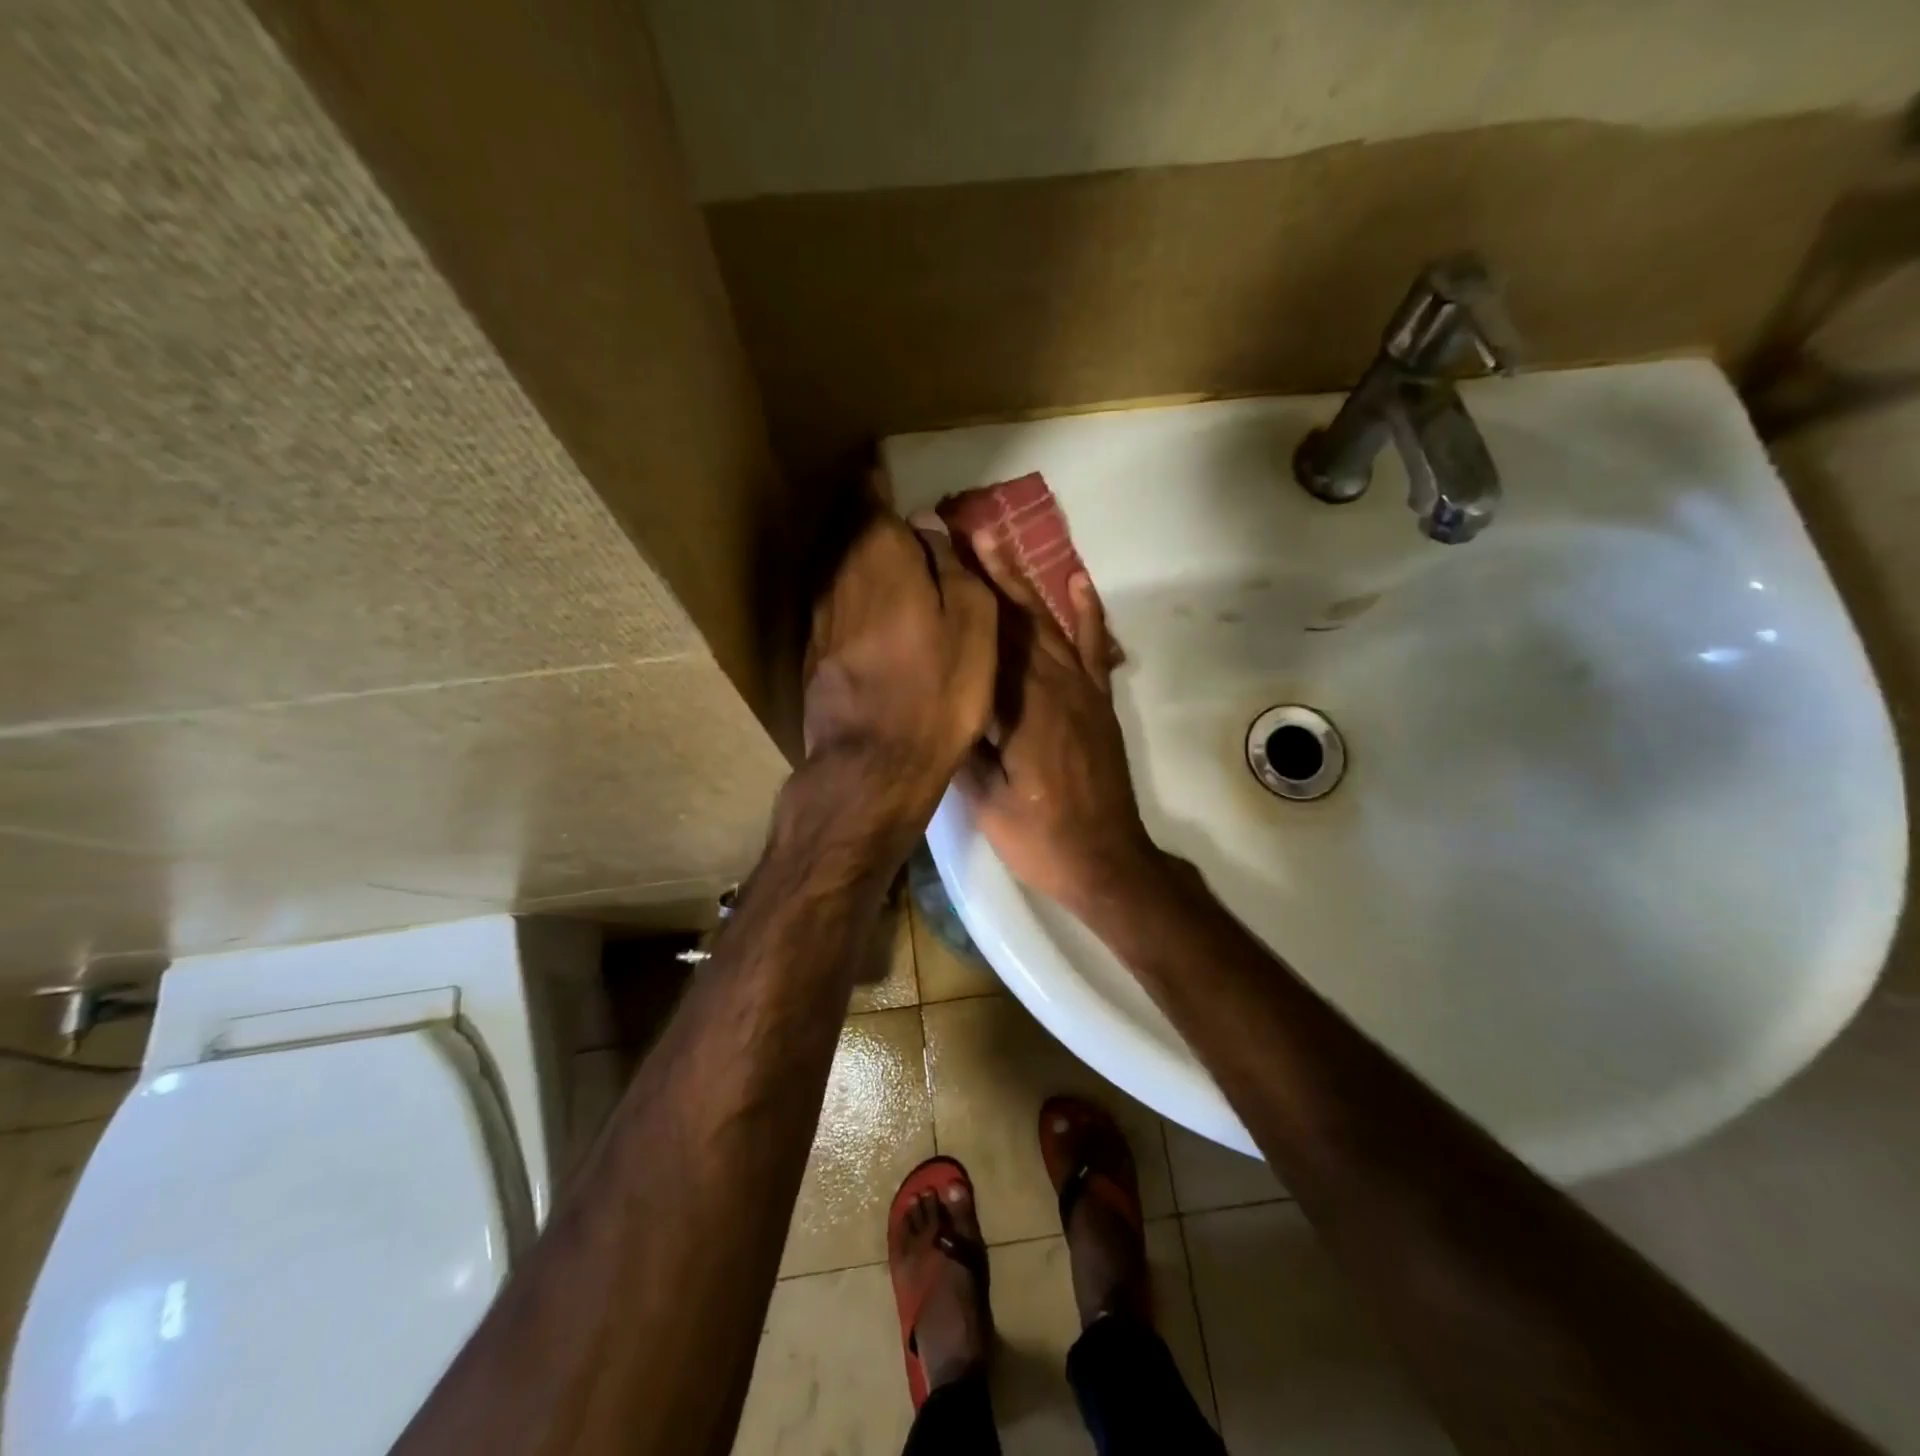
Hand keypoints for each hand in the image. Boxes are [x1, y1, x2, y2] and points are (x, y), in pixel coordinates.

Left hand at [802, 502, 997, 844]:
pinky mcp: (813, 653)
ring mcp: (819, 617)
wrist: (875, 764)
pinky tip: (864, 605)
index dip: (875, 480)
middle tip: (884, 507)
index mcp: (880, 558)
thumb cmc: (938, 690)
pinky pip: (832, 603)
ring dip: (854, 554)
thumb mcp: (973, 625)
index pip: (869, 499)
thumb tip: (928, 531)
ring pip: (836, 568)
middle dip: (864, 516)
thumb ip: (953, 568)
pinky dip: (848, 592)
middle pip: (846, 532)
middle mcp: (838, 577)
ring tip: (877, 552)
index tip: (878, 464)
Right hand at [958, 531, 1162, 914]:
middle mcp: (1052, 686)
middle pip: (1015, 619)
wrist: (1106, 861)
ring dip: (1022, 580)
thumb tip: (938, 699)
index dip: (961, 596)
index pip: (985, 638)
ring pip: (1047, 623)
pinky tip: (1076, 581)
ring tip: (997, 540)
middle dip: (986, 572)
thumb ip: (962, 746)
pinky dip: (1085, 612)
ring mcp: (1080, 691)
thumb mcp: (984, 801)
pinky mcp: (1097, 702)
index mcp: (1019, 708)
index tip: (935, 558)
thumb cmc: (1039, 837)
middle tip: (959, 529)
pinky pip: (1091, 648)